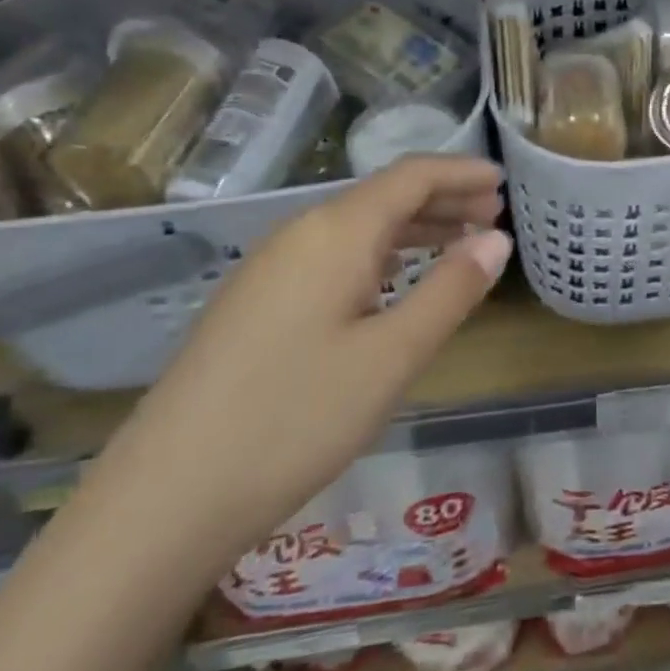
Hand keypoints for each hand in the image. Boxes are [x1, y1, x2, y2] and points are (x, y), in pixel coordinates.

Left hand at [89, 155, 511, 565]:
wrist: (166, 497)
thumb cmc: (296, 418)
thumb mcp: (392, 355)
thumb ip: (450, 291)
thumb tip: (497, 240)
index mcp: (336, 232)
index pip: (411, 177)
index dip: (461, 173)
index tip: (504, 181)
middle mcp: (301, 233)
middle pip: (384, 196)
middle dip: (443, 199)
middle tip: (494, 214)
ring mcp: (272, 267)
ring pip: (358, 226)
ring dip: (413, 227)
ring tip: (460, 242)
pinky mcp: (257, 302)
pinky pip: (334, 254)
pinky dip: (380, 253)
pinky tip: (395, 278)